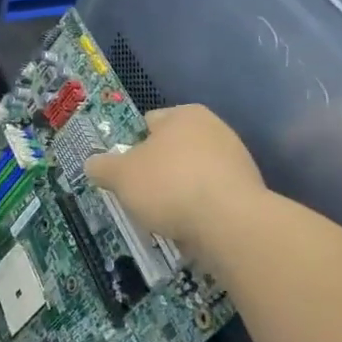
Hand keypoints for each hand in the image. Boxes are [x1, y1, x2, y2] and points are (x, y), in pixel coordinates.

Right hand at [84, 105, 264, 262]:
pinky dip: (200, 209)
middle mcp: (215, 129)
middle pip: (173, 149)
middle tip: (140, 196)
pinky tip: (190, 227)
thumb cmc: (170, 186)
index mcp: (185, 114)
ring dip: (179, 192)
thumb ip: (103, 167)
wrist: (230, 223)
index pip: (149, 123)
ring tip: (164, 218)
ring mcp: (236, 160)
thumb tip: (92, 164)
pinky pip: (212, 197)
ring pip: (193, 174)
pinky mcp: (249, 192)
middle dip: (157, 171)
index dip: (132, 146)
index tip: (124, 172)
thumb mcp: (121, 176)